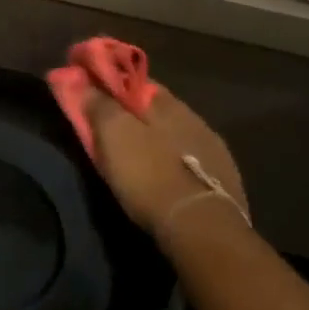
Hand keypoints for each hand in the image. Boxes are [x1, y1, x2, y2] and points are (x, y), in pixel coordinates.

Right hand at [85, 85, 248, 235]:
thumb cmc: (150, 176)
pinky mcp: (225, 180)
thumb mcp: (114, 136)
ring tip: (138, 153)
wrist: (203, 230)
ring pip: (176, 133)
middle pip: (157, 108)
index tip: (92, 88)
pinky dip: (174, 160)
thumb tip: (83, 79)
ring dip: (157, 137)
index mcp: (168, 104)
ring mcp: (214, 150)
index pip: (135, 80)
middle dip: (134, 112)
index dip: (112, 83)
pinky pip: (191, 159)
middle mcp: (195, 119)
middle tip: (111, 124)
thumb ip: (99, 104)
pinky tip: (165, 174)